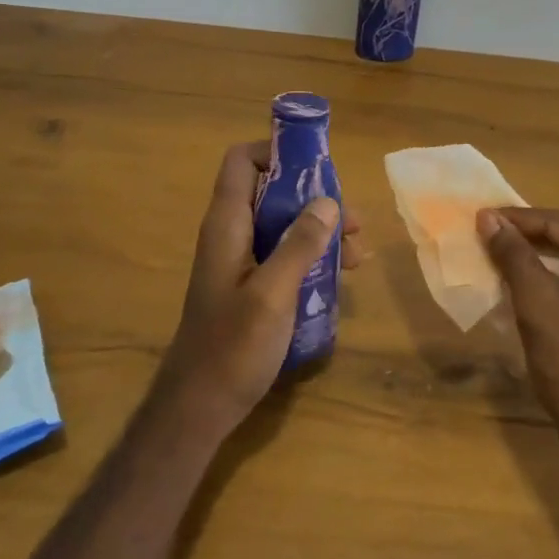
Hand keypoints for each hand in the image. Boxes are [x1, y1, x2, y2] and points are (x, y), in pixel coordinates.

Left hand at [156, 141, 363, 438]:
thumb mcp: (273, 293)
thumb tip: (327, 201)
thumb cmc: (232, 347)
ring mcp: (240, 261)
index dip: (274, 151)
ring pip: (282, 225)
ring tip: (358, 254)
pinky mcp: (249, 286)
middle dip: (314, 198)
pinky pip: (282, 254)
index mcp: (227, 225)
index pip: (241, 162)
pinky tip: (341, 278)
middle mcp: (231, 234)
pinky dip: (310, 257)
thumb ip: (300, 244)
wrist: (199, 406)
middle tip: (353, 220)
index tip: (316, 165)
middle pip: (271, 191)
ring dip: (319, 231)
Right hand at [478, 207, 558, 467]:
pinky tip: (519, 285)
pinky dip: (548, 281)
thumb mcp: (537, 301)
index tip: (476, 216)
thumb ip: (513, 254)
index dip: (516, 219)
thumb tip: (487, 218)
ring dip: (533, 260)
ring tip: (495, 257)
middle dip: (524, 238)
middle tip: (482, 235)